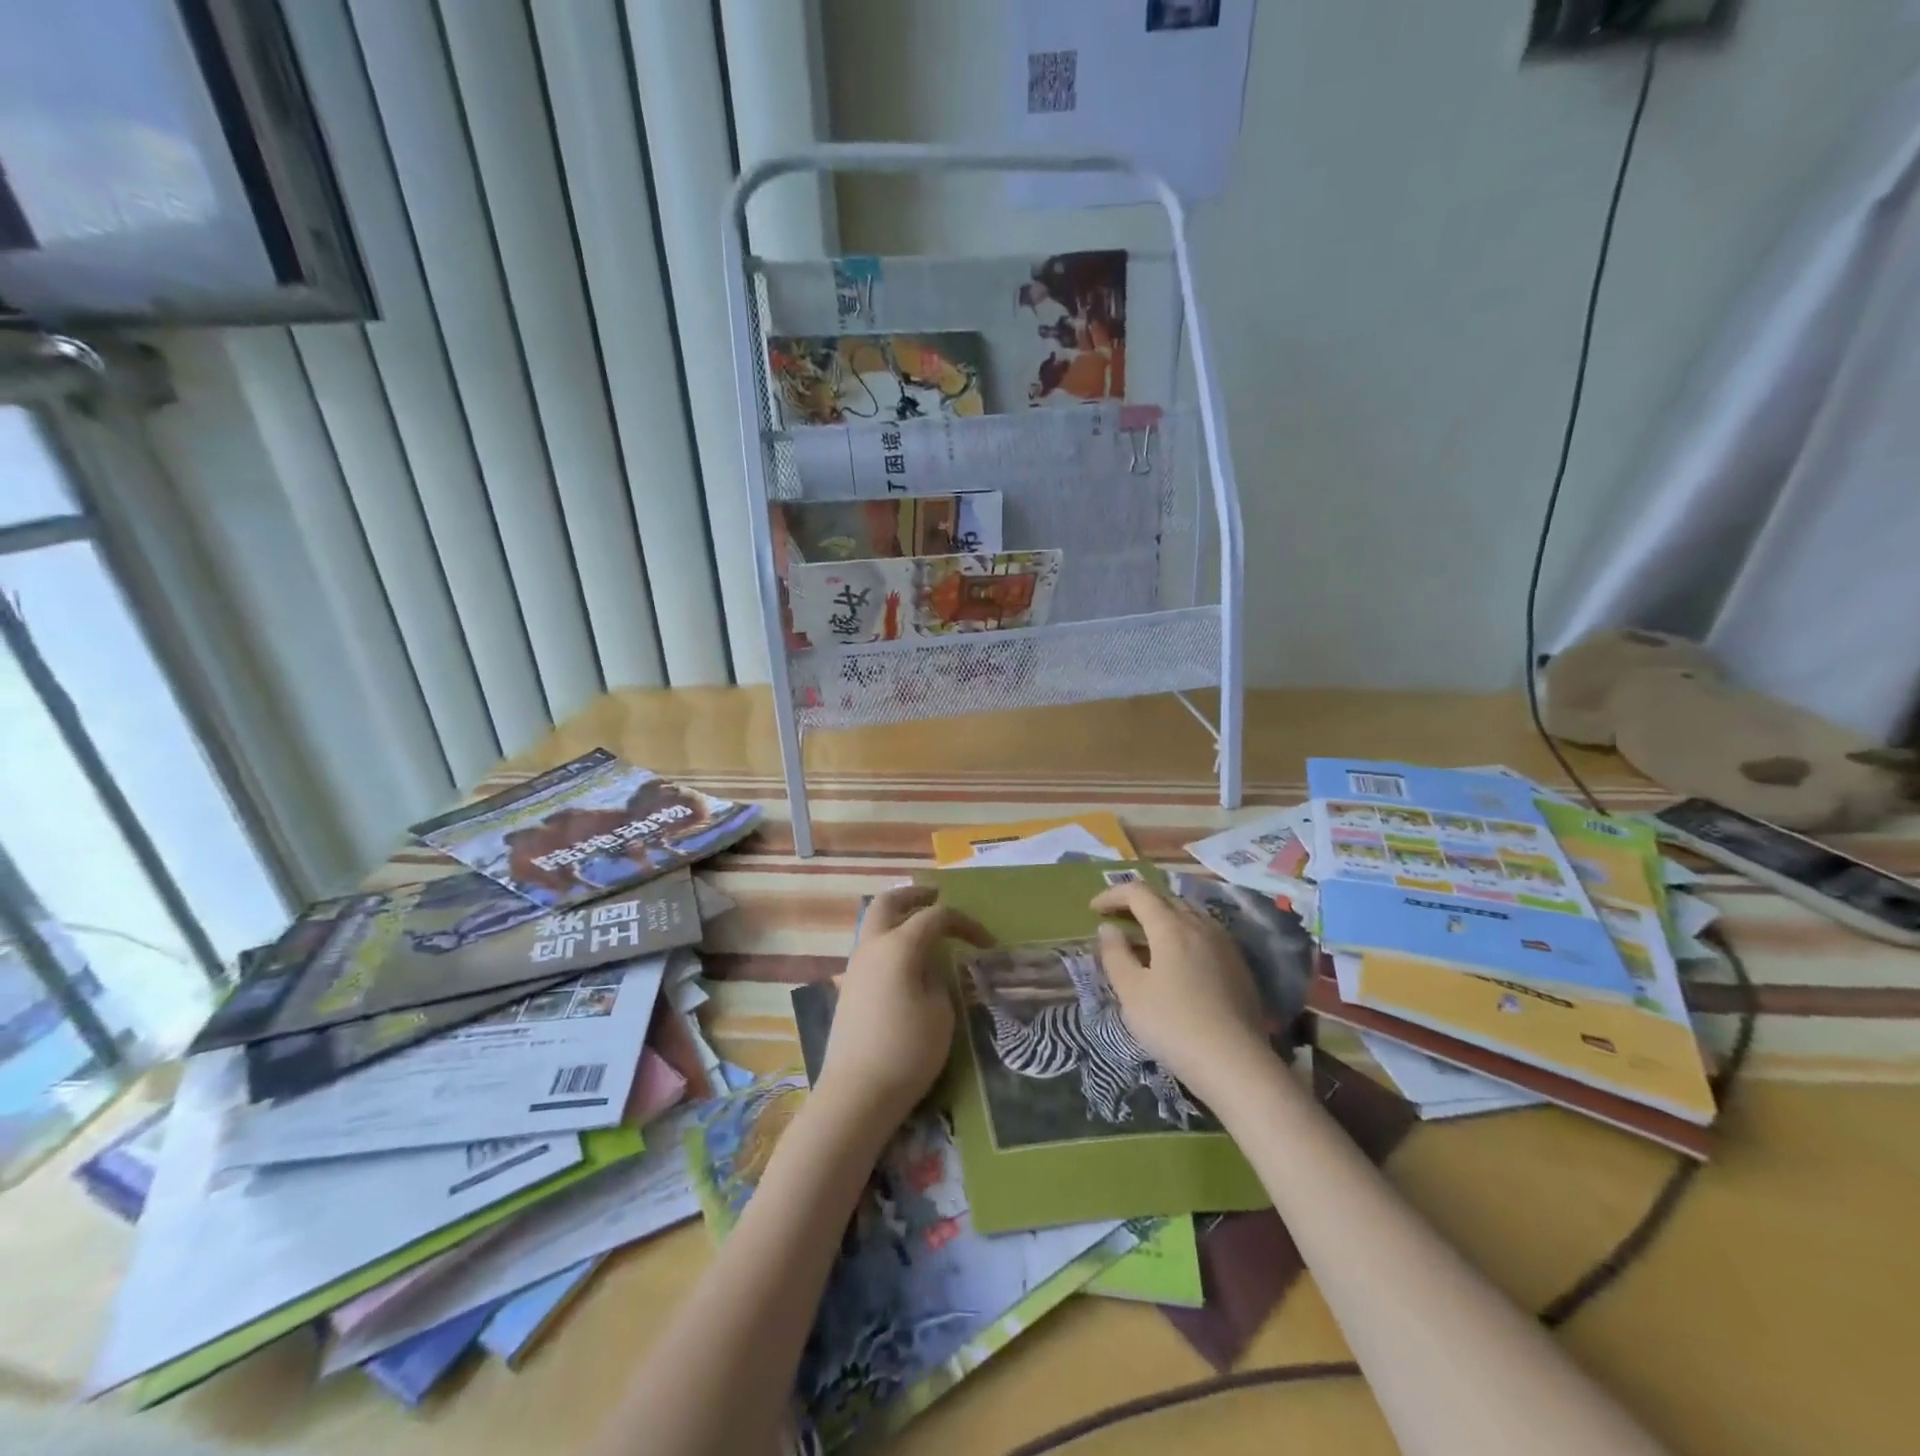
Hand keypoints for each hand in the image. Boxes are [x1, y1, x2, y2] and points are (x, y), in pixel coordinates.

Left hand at [813, 886, 990, 1141]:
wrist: (856, 1094)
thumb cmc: (907, 1051)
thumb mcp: (941, 1013)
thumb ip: (939, 978)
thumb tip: (931, 966)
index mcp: (899, 946)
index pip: (936, 916)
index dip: (965, 923)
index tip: (987, 943)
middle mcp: (872, 946)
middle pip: (888, 902)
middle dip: (915, 894)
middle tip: (937, 896)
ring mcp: (855, 966)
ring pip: (874, 923)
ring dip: (899, 917)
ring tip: (925, 929)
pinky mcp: (849, 988)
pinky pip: (871, 947)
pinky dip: (890, 940)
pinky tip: (907, 962)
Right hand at [1091, 881, 1269, 1097]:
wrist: (1236, 1064)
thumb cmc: (1174, 1025)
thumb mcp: (1131, 992)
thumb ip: (1115, 954)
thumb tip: (1109, 928)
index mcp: (1171, 926)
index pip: (1138, 892)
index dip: (1112, 895)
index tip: (1093, 910)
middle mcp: (1200, 925)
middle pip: (1165, 899)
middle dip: (1137, 904)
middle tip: (1116, 921)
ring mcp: (1224, 944)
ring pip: (1188, 914)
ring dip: (1162, 918)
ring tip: (1145, 939)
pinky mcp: (1239, 965)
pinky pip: (1205, 933)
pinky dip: (1183, 934)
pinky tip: (1177, 960)